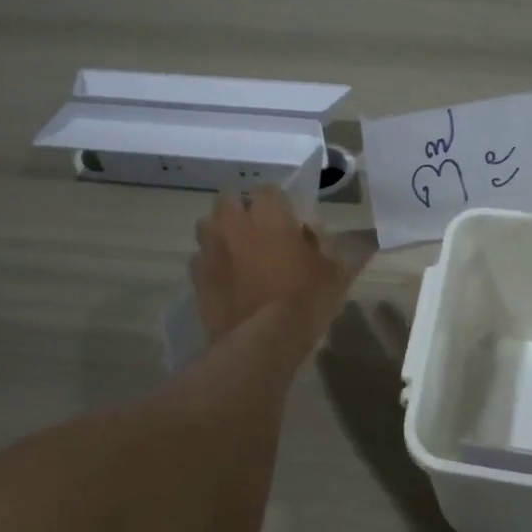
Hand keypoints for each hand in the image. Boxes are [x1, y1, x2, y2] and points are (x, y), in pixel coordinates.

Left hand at [191, 187, 358, 344]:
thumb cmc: (305, 298)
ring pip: (209, 226)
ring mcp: (210, 249)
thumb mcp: (336, 272)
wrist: (262, 342)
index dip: (279, 202)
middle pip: (229, 199)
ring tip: (239, 252)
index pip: (269, 189)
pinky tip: (228, 280)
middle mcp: (233, 223)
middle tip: (261, 231)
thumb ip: (331, 245)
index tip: (290, 218)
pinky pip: (202, 259)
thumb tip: (321, 232)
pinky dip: (213, 263)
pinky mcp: (196, 277)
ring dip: (222, 232)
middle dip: (242, 209)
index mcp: (269, 213)